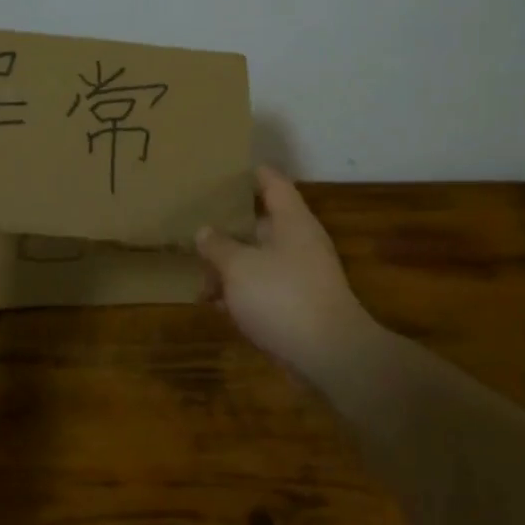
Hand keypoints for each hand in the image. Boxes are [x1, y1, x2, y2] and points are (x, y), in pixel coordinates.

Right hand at [196, 167, 373, 374]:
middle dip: (227, 229)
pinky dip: (241, 294)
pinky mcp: (297, 306)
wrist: (330, 356)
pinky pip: (263, 290)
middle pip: (260, 224)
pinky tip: (217, 306)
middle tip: (194, 228)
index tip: (224, 169)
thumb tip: (205, 231)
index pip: (272, 182)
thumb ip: (217, 245)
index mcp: (291, 220)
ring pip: (258, 260)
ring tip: (199, 280)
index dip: (250, 173)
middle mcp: (298, 242)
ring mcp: (300, 275)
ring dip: (229, 268)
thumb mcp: (238, 266)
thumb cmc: (282, 297)